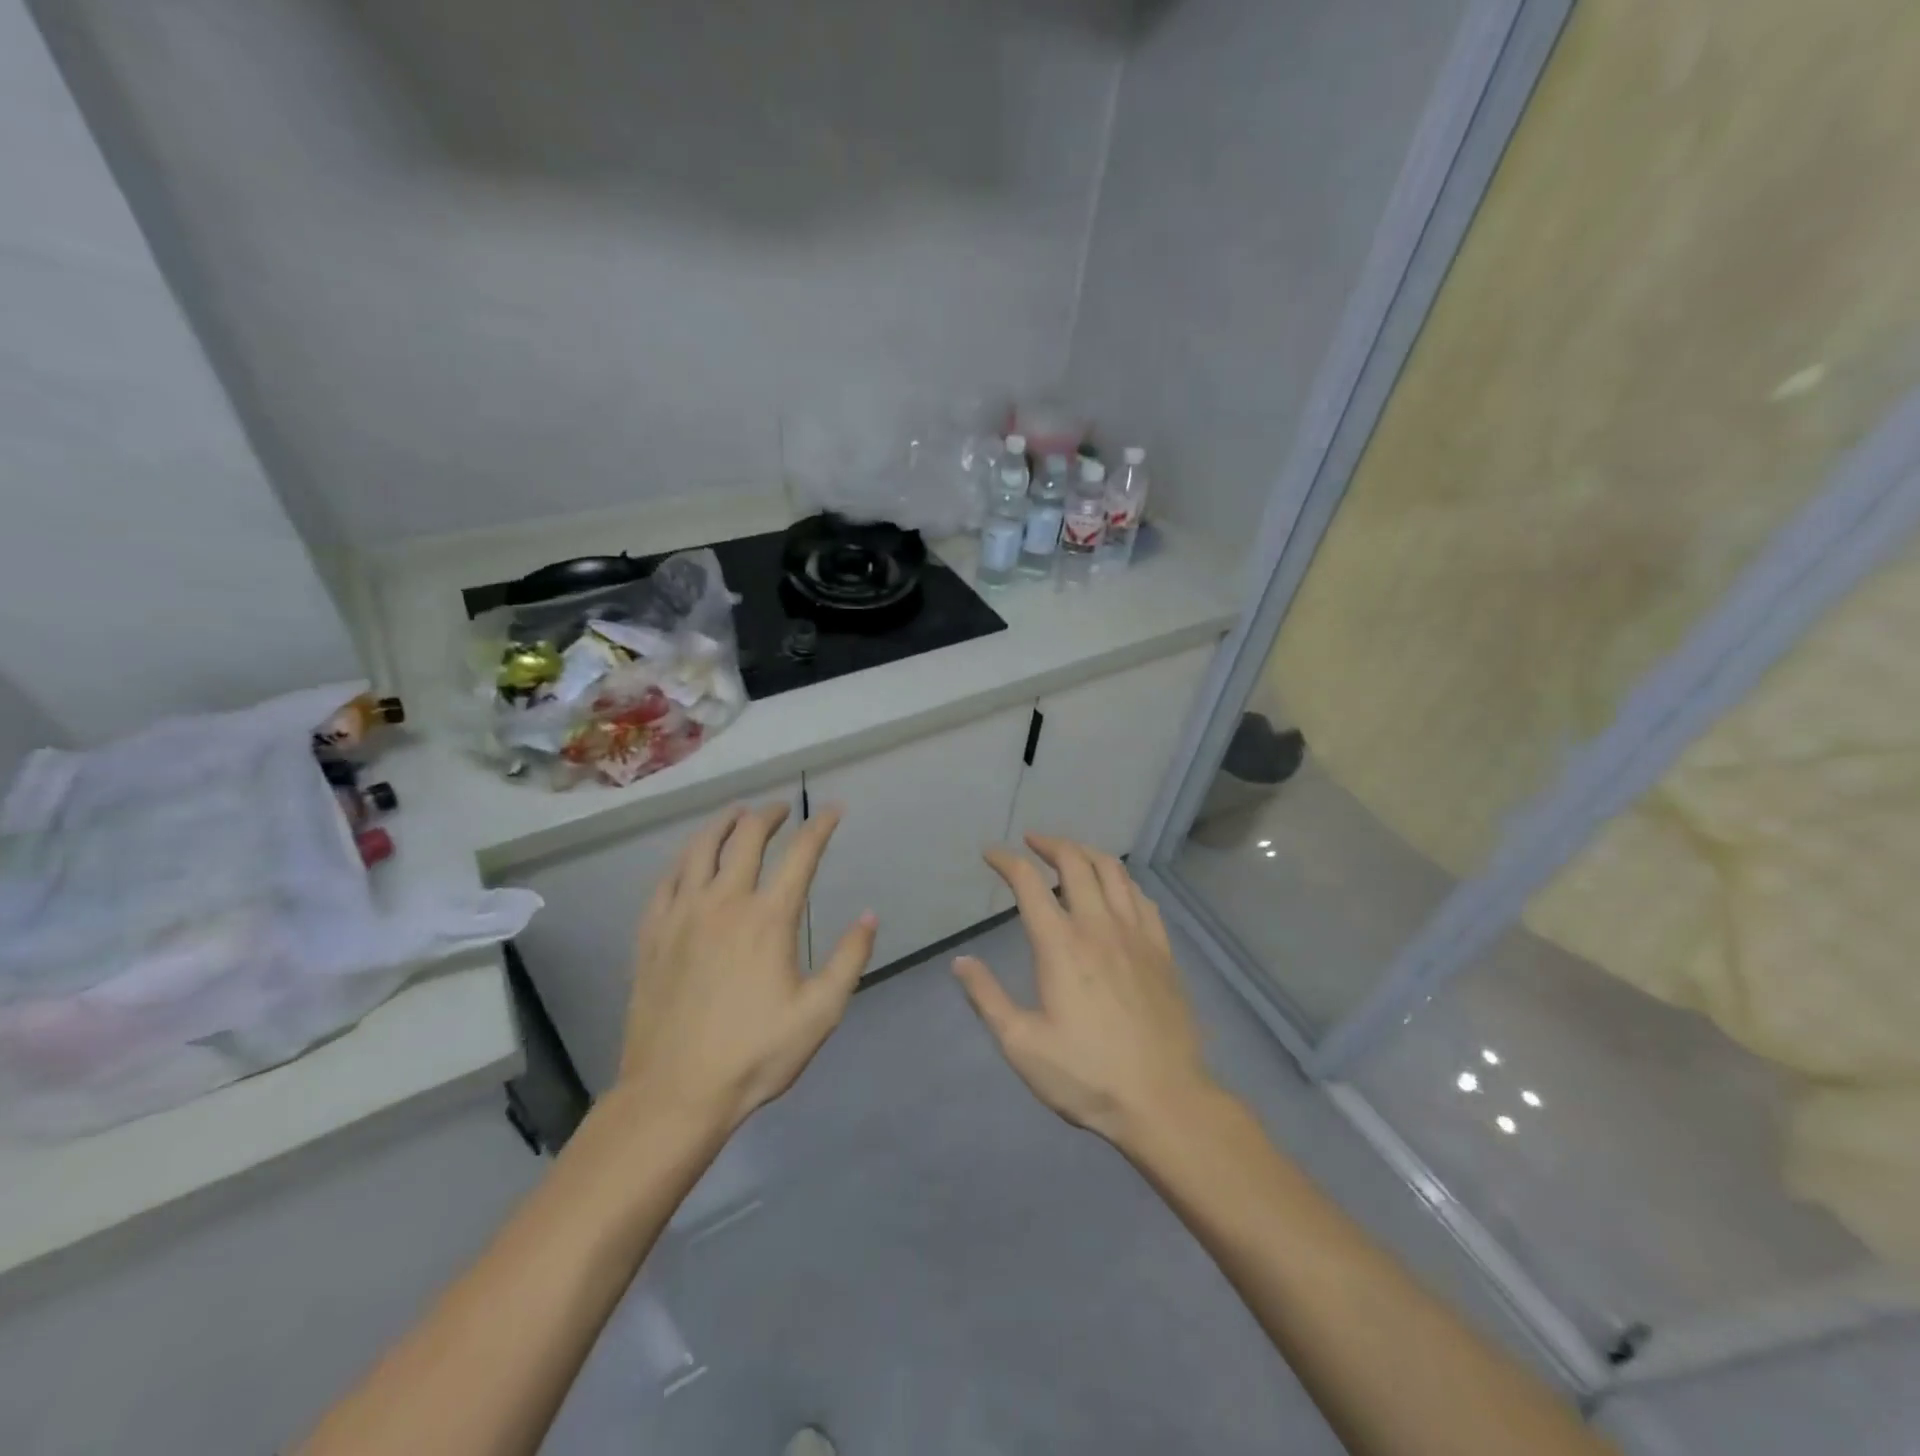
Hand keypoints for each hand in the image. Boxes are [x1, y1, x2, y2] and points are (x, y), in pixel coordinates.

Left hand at [616, 802, 875, 1132]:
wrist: (674, 1092)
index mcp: (768, 918)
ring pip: (700, 848)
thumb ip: (849, 959)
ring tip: (736, 815)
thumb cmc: (755, 1054)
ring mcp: (681, 915)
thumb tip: (868, 915)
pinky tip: (691, 859)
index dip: (820, 825)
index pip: (800, 854)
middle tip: (781, 808)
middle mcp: (724, 902)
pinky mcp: (651, 934)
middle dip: (768, 814)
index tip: (832, 809)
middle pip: (747, 837)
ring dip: (723, 823)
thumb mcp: (820, 1013)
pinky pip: (666, 879)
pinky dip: (685, 858)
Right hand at [953, 834, 1215, 1145]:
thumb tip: (960, 962)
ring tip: (1070, 855)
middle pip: (1075, 862)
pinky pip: (1142, 898)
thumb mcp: (1021, 1045)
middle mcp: (1099, 927)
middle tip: (1031, 842)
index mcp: (1061, 945)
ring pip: (1113, 872)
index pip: (1029, 883)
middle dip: (1050, 843)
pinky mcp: (1163, 951)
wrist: (1164, 1100)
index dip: (1006, 861)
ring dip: (1087, 853)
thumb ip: (987, 998)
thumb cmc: (1086, 1075)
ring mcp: (1137, 935)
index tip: (990, 853)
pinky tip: (1116, 890)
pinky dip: (1122, 881)